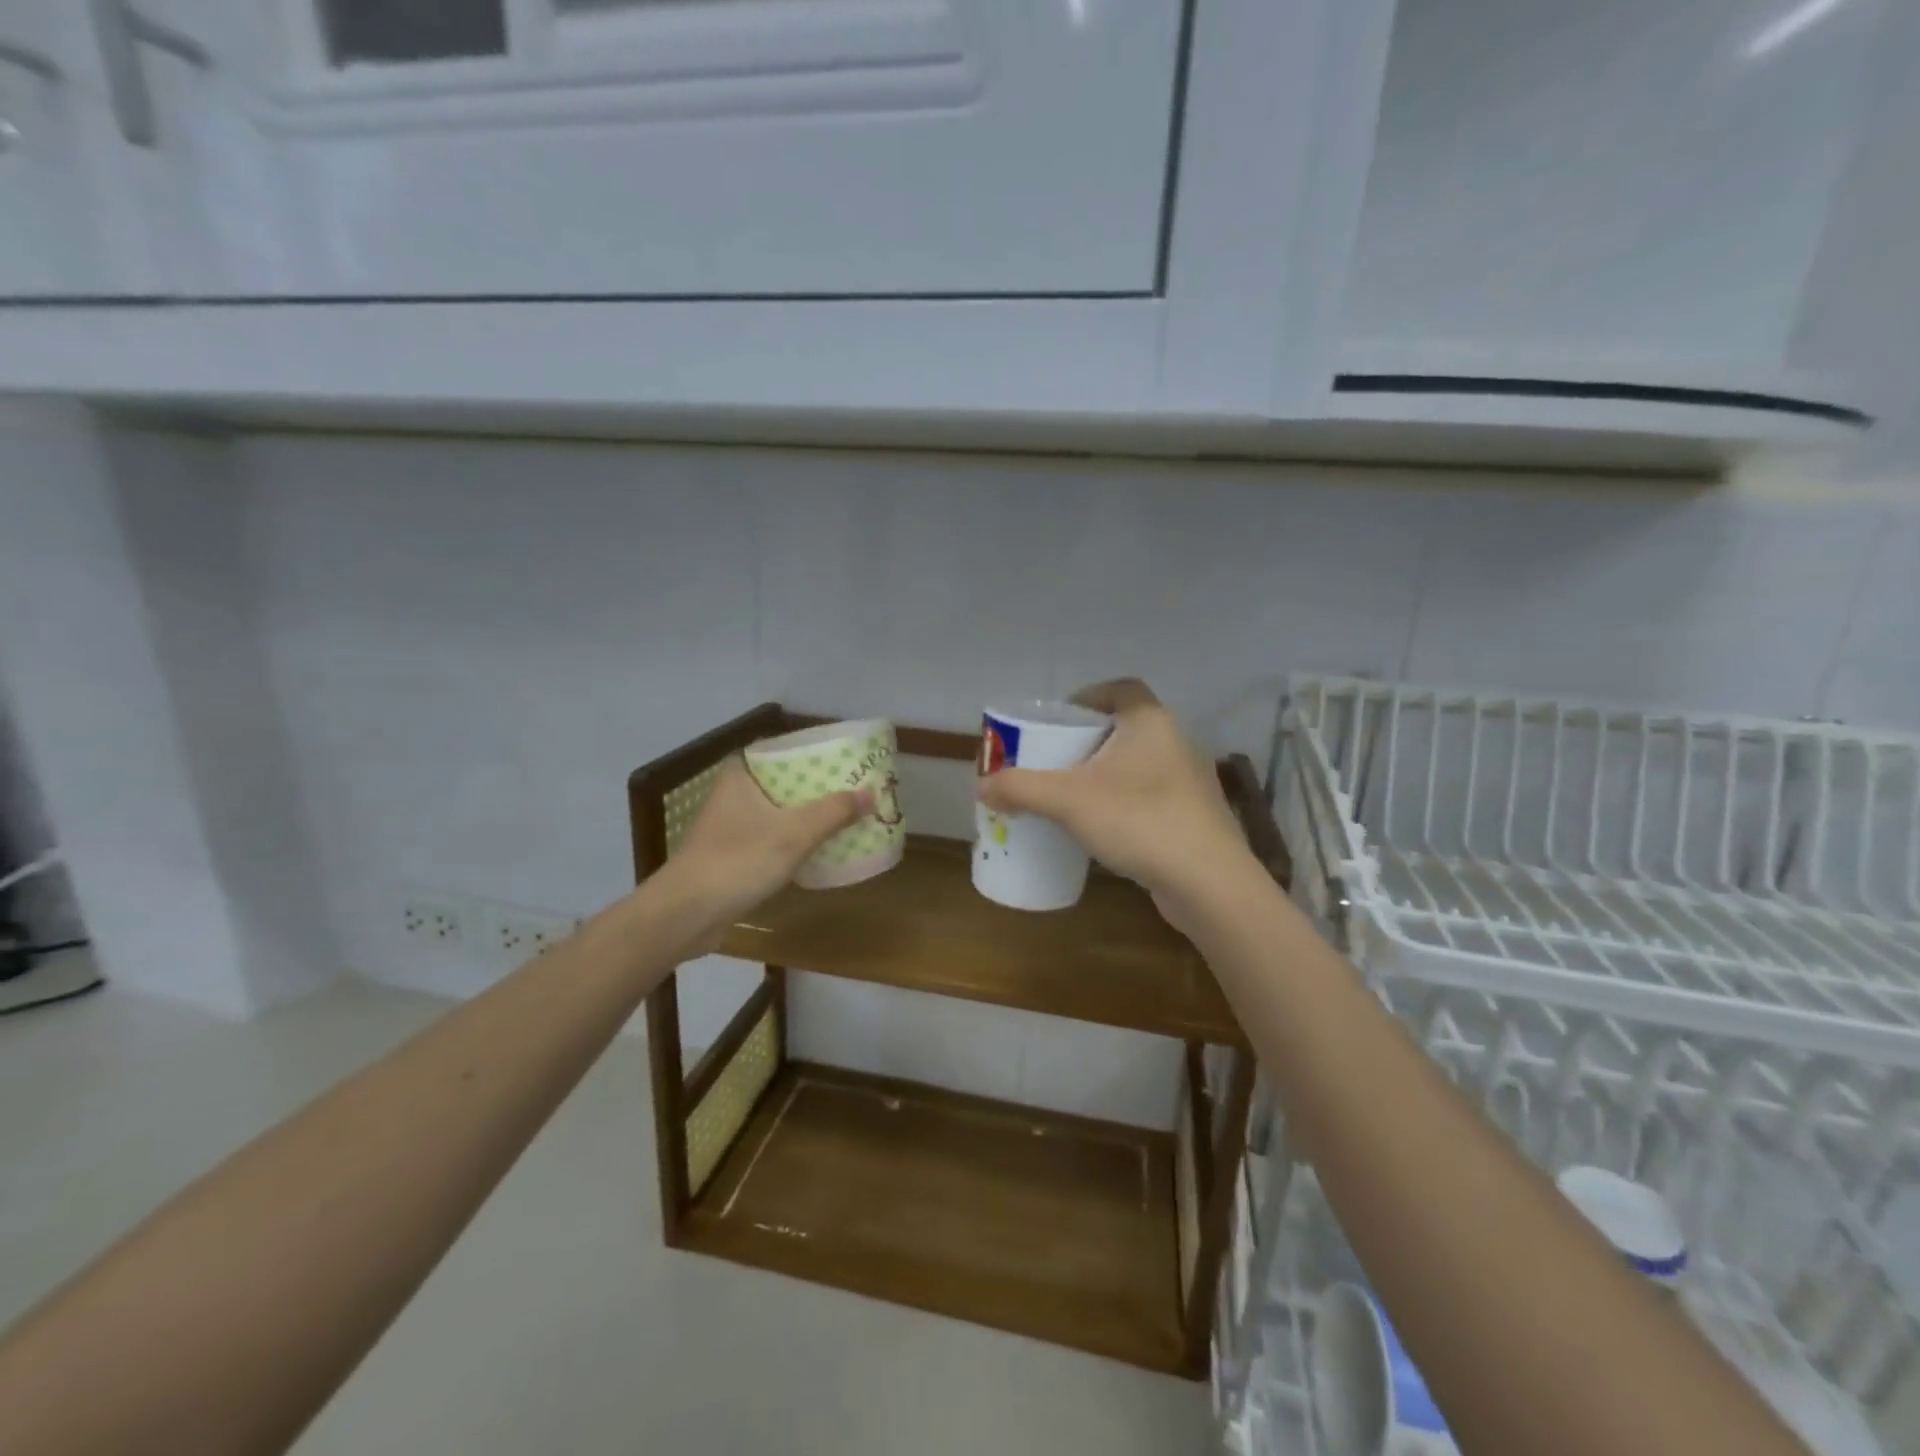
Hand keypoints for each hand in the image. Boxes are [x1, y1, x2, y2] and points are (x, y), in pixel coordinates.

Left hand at [669, 759, 871, 933]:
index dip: (813, 753)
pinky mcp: (731, 856)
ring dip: (808, 816)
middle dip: (818, 787)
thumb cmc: (738, 862)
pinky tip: (819, 849)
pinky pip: (771, 839)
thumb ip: (834, 812)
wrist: (685, 915)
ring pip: (778, 812)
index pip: (781, 750)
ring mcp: (730, 827)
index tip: (845, 759)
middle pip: (784, 782)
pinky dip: (794, 841)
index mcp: (740, 775)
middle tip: (855, 789)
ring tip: (845, 816)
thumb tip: (871, 794)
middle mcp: (733, 794)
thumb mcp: (794, 834)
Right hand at [974, 679, 1255, 929]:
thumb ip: (1021, 789)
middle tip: (1053, 761)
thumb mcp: (1068, 801)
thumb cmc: (1139, 821)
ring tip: (1072, 795)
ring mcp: (1190, 780)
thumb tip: (982, 786)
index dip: (1087, 697)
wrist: (1208, 882)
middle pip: (1124, 726)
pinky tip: (1104, 827)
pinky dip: (1124, 801)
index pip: (1119, 689)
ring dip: (1106, 773)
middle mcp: (1176, 741)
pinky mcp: (1195, 814)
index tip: (1057, 721)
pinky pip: (1151, 794)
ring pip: (1138, 763)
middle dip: (1087, 741)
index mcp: (1150, 721)